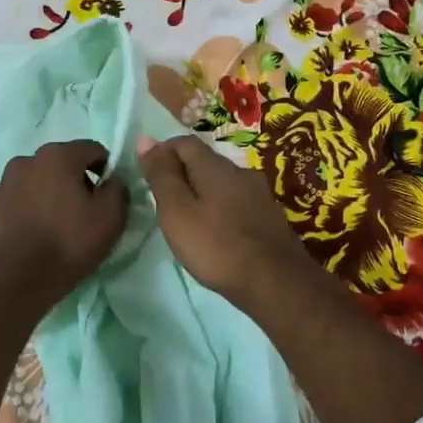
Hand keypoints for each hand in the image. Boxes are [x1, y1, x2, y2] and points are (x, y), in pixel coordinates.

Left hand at [0, 139, 129, 315]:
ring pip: (40, 180)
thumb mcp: (110, 218)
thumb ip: (118, 190)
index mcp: (57, 156)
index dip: (107, 169)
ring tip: (59, 225)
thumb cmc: (67, 244)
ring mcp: (4, 182)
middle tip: (86, 212)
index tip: (109, 195)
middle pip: (63, 163)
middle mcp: (26, 160)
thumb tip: (113, 181)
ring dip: (52, 194)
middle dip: (78, 181)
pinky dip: (32, 208)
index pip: (92, 149)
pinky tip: (37, 233)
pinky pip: (21, 198)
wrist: (14, 280)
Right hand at [139, 134, 321, 312]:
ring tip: (188, 218)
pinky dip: (221, 208)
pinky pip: (237, 202)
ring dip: (203, 192)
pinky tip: (217, 231)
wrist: (276, 283)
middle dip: (182, 173)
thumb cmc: (216, 246)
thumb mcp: (176, 211)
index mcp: (215, 166)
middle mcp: (240, 171)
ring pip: (222, 182)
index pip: (183, 142)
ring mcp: (260, 193)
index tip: (148, 176)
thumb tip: (145, 138)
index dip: (162, 152)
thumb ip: (161, 175)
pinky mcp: (270, 216)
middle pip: (205, 161)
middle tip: (164, 201)